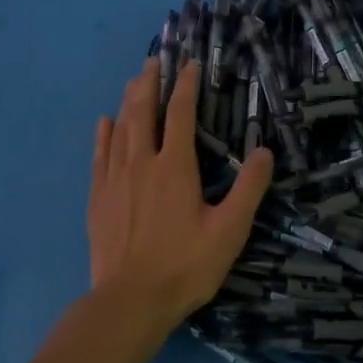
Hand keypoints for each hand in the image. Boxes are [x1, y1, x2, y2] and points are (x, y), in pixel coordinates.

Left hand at [88, 57, 273, 328]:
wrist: (129, 301)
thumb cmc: (185, 266)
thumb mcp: (229, 231)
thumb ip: (248, 189)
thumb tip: (264, 150)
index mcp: (175, 167)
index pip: (180, 114)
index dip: (185, 86)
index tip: (189, 64)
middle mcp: (142, 163)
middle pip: (143, 112)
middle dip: (149, 83)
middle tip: (153, 60)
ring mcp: (115, 179)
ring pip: (120, 128)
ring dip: (128, 101)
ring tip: (134, 81)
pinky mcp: (97, 198)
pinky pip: (99, 155)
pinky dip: (103, 134)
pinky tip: (104, 122)